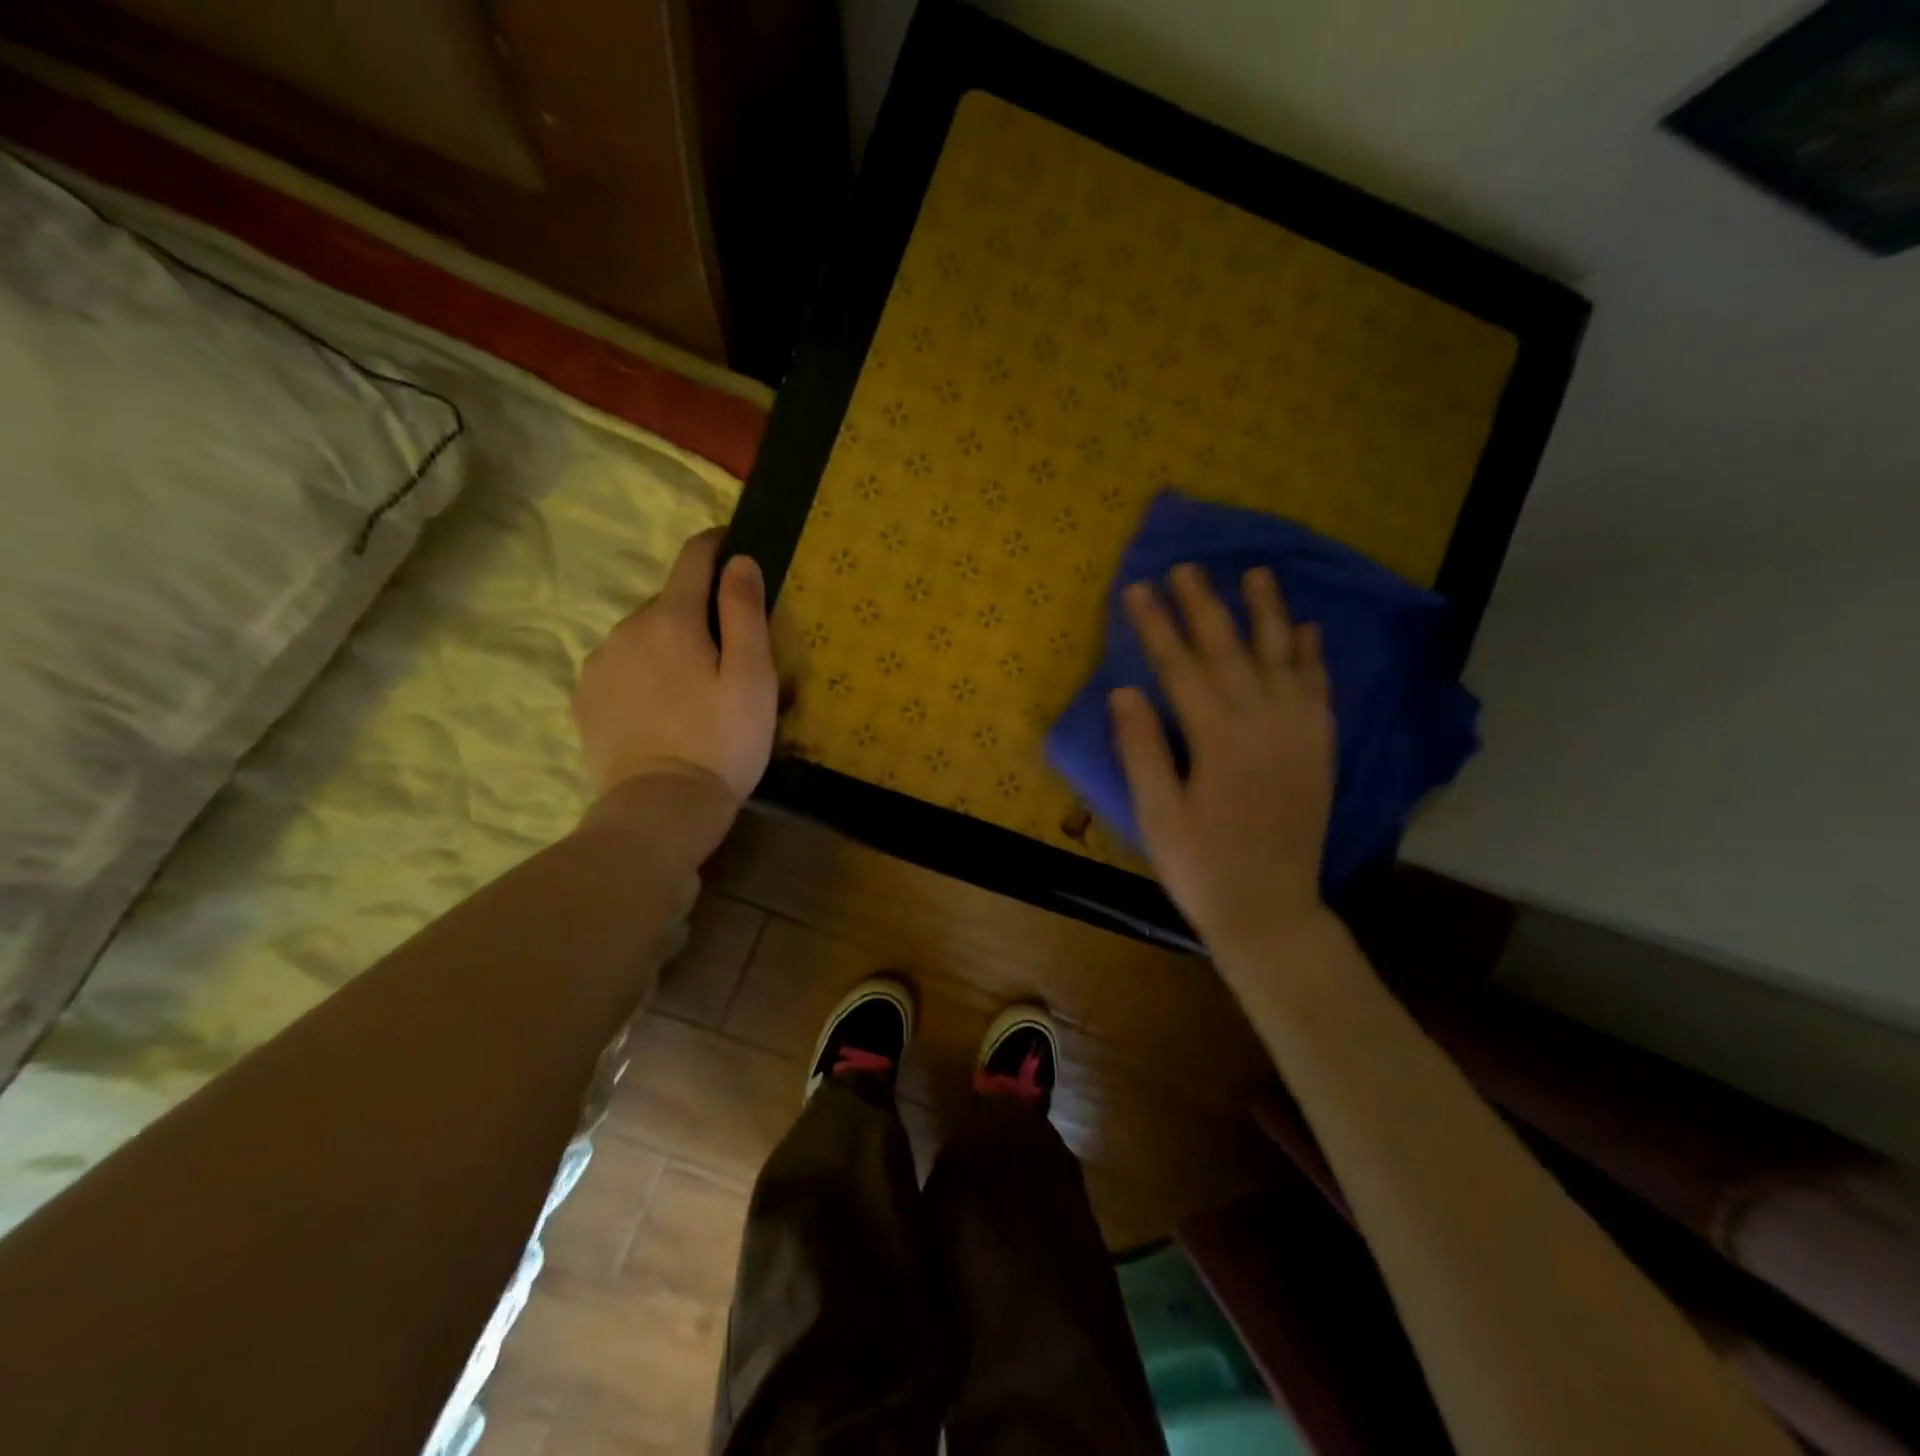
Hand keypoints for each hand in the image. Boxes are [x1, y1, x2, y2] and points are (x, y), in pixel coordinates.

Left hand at [574, 529, 776, 807]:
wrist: (661, 807)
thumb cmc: (721, 742)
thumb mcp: (752, 677)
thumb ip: (746, 613)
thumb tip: (739, 561)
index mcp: (672, 618)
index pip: (693, 558)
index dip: (717, 545)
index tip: (735, 546)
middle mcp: (626, 628)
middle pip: (670, 602)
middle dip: (699, 613)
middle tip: (728, 652)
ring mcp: (599, 663)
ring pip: (643, 636)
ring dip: (669, 645)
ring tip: (693, 688)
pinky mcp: (585, 698)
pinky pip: (621, 666)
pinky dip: (643, 672)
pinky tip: (661, 708)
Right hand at [1109, 564, 1334, 949]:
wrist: (1271, 911)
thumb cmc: (1202, 869)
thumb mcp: (1157, 816)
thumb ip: (1142, 750)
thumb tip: (1124, 690)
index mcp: (1219, 740)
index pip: (1181, 668)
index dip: (1156, 627)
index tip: (1138, 589)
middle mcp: (1264, 724)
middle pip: (1230, 651)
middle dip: (1204, 606)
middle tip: (1186, 567)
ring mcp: (1299, 734)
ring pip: (1281, 659)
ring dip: (1267, 613)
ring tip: (1255, 573)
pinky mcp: (1319, 749)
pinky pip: (1318, 690)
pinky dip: (1311, 656)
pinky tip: (1307, 629)